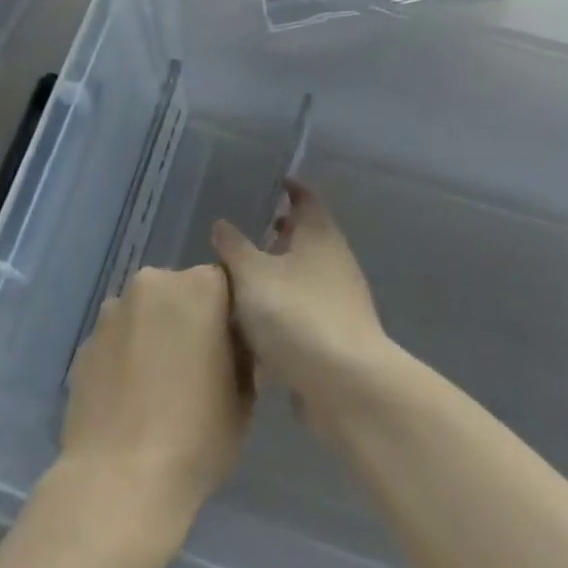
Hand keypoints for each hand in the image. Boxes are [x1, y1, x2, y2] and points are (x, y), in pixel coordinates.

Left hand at [60, 264, 252, 532]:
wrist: (119, 480)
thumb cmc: (197, 435)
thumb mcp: (244, 397)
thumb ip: (241, 356)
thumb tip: (232, 347)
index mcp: (200, 287)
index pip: (224, 284)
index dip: (229, 315)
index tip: (230, 348)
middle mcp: (153, 285)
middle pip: (180, 292)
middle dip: (188, 319)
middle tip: (196, 366)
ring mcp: (113, 312)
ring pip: (145, 314)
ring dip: (154, 335)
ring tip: (158, 386)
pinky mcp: (85, 342)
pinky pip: (117, 340)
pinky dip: (126, 356)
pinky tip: (130, 398)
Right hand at [211, 182, 394, 414]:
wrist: (344, 383)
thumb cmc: (296, 313)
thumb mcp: (253, 275)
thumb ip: (235, 248)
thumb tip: (223, 223)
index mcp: (320, 236)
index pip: (307, 199)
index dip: (290, 188)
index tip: (272, 183)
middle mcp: (335, 261)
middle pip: (307, 238)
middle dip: (280, 234)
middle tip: (249, 231)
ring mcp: (340, 301)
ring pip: (305, 276)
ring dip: (280, 275)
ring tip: (243, 279)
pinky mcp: (336, 337)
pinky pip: (305, 312)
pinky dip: (285, 310)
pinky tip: (258, 325)